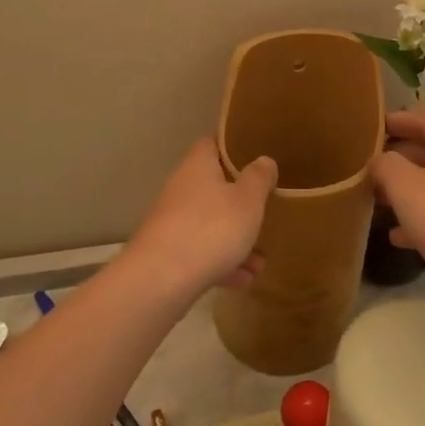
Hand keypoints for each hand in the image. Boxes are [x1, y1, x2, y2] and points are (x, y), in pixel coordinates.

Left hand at [126, 138, 275, 299]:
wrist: (160, 280)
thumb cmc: (211, 228)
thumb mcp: (248, 200)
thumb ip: (259, 178)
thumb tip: (264, 160)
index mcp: (198, 166)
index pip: (212, 144)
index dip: (232, 147)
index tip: (253, 156)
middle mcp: (181, 188)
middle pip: (213, 187)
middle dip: (239, 203)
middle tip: (264, 211)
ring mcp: (172, 221)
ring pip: (210, 224)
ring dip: (235, 240)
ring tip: (260, 263)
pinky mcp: (167, 253)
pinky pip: (201, 252)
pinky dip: (221, 264)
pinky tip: (243, 281)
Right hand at [371, 110, 424, 321]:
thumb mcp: (405, 187)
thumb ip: (386, 165)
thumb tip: (379, 160)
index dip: (398, 121)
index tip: (374, 125)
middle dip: (401, 159)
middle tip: (371, 164)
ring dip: (409, 190)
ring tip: (378, 199)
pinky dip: (424, 216)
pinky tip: (399, 235)